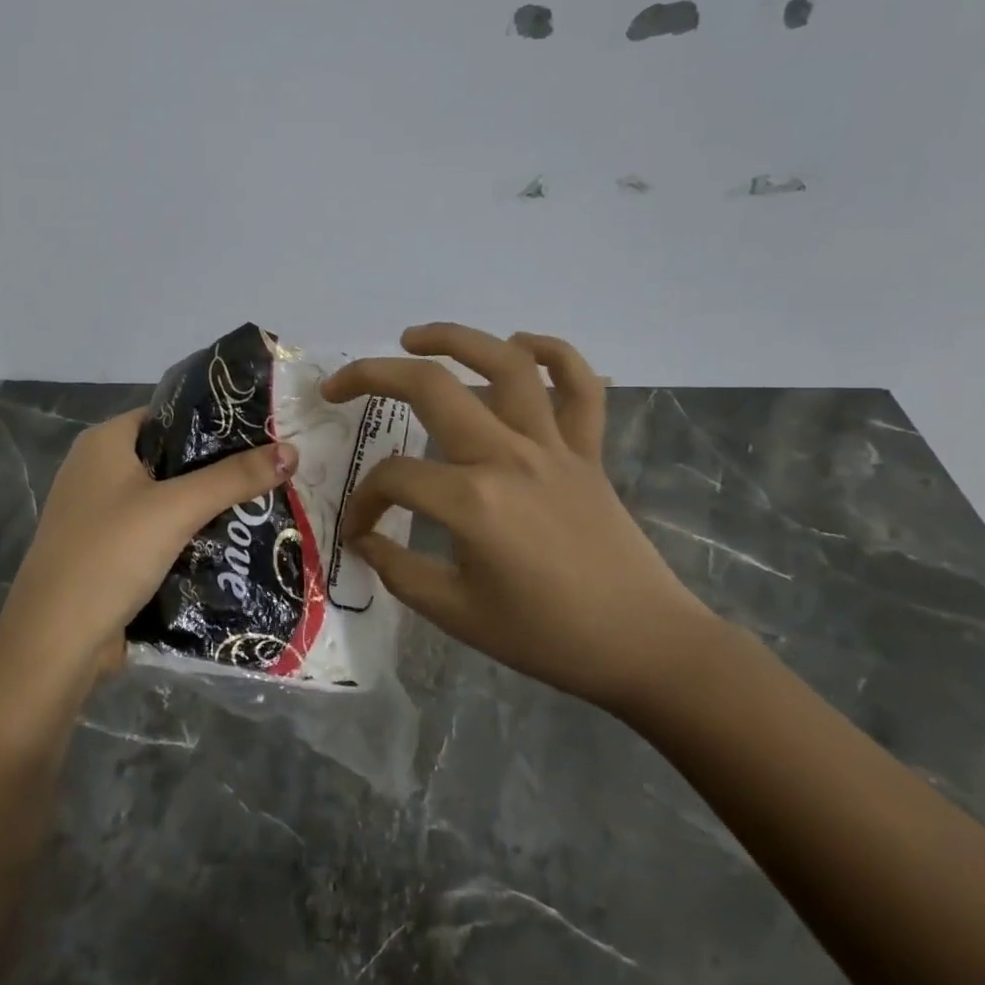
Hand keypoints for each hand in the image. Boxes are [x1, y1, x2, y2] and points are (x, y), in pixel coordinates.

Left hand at [0, 407, 298, 694]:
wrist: (55, 644)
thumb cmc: (110, 556)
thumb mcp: (177, 509)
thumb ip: (234, 478)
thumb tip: (292, 450)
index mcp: (104, 443)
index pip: (169, 414)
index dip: (215, 420)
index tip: (263, 431)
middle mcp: (97, 470)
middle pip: (171, 457)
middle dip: (218, 467)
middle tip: (272, 470)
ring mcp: (99, 514)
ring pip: (166, 498)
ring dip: (206, 504)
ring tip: (263, 502)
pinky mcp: (107, 552)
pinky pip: (156, 531)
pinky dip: (188, 534)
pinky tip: (229, 541)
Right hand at [323, 323, 717, 716]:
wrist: (644, 646)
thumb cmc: (546, 637)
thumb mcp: (456, 615)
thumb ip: (398, 571)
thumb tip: (364, 541)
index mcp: (471, 501)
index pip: (393, 479)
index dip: (363, 502)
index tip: (360, 530)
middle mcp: (508, 456)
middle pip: (431, 388)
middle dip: (372, 376)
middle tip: (340, 385)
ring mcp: (554, 445)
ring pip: (505, 364)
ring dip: (454, 338)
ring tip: (413, 338)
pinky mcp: (588, 450)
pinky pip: (579, 386)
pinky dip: (553, 353)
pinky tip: (521, 345)